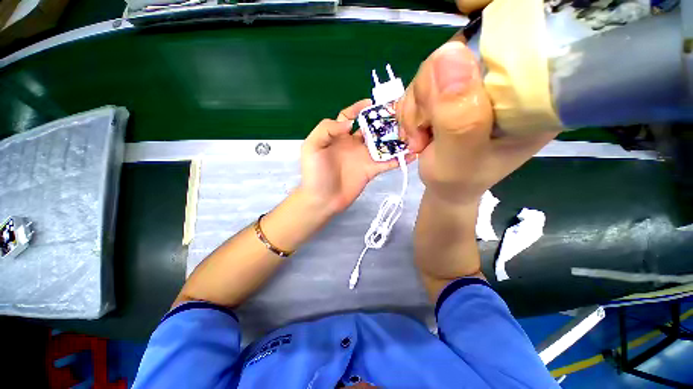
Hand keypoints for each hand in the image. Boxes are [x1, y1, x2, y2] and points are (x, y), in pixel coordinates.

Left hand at [299, 99, 414, 214]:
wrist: (322, 199)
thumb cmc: (315, 173)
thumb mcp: (312, 146)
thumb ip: (327, 130)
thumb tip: (351, 123)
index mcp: (338, 135)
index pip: (349, 116)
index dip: (359, 108)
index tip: (371, 102)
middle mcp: (353, 144)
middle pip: (371, 128)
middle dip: (383, 121)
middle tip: (400, 115)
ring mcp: (364, 157)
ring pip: (382, 144)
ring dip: (395, 138)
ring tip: (411, 132)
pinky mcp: (371, 171)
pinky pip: (387, 162)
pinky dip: (399, 158)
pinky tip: (413, 153)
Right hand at [396, 39, 557, 205]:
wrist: (446, 187)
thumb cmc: (458, 181)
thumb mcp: (459, 158)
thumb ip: (458, 117)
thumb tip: (448, 55)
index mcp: (531, 94)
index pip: (507, 42)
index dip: (466, 61)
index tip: (441, 104)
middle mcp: (505, 80)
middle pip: (460, 52)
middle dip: (428, 96)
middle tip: (425, 132)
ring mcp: (475, 84)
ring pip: (433, 68)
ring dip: (416, 108)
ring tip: (420, 138)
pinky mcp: (453, 90)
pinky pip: (421, 83)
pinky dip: (411, 109)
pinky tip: (416, 131)